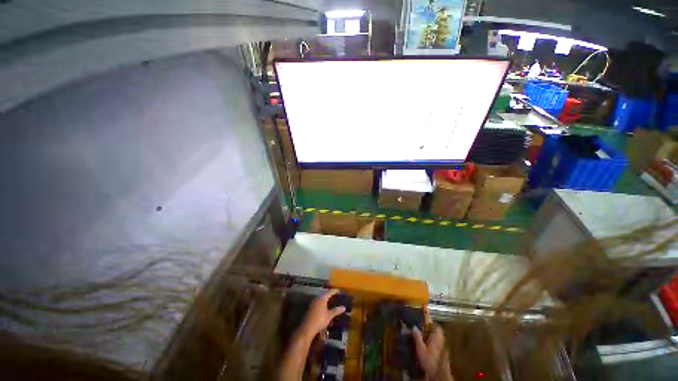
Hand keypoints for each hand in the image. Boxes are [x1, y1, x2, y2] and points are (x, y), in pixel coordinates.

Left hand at [298, 289, 345, 340]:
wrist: (308, 327)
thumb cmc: (320, 320)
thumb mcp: (329, 316)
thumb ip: (336, 310)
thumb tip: (343, 307)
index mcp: (321, 299)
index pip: (329, 292)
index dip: (334, 291)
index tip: (339, 290)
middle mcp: (316, 299)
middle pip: (324, 295)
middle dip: (330, 295)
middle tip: (336, 296)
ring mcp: (312, 304)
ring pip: (320, 299)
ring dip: (326, 300)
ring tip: (332, 301)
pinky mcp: (310, 309)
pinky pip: (318, 303)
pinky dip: (322, 304)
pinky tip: (326, 307)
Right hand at [413, 325, 453, 380]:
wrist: (435, 369)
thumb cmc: (427, 358)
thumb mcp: (420, 348)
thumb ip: (417, 337)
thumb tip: (414, 327)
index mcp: (437, 335)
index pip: (435, 325)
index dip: (428, 324)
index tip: (420, 324)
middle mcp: (441, 338)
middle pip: (436, 331)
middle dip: (428, 330)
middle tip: (418, 332)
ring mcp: (442, 344)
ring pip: (436, 336)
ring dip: (429, 336)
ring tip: (420, 338)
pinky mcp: (441, 349)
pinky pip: (436, 342)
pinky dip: (431, 341)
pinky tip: (424, 346)